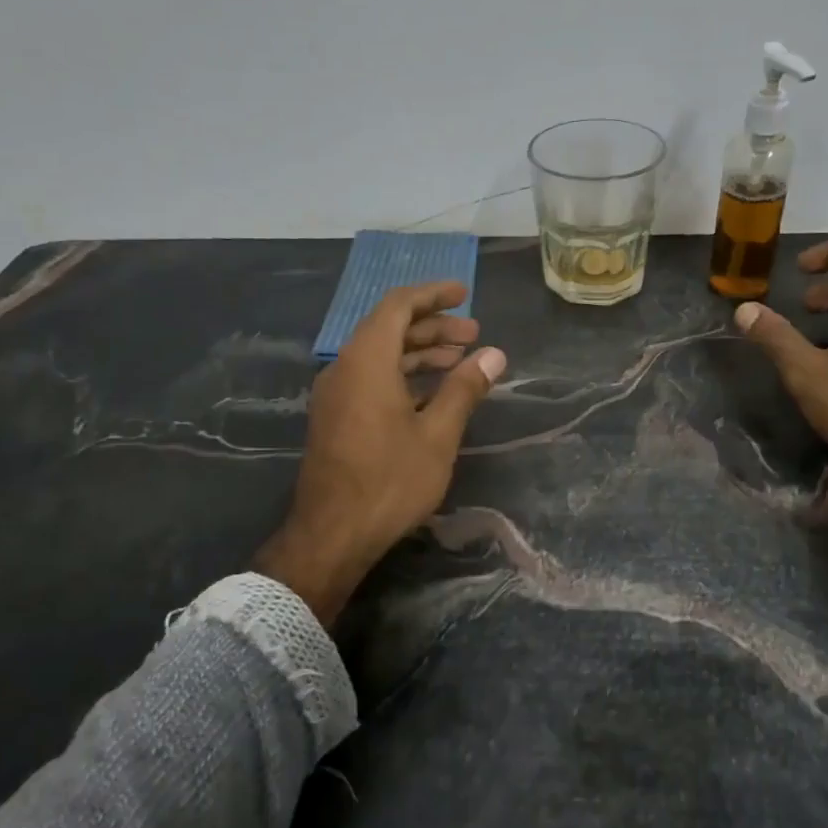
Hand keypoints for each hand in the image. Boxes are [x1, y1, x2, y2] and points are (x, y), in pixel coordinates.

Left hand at [255, 282, 506, 625]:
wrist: (332, 534)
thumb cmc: (390, 480)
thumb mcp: (437, 434)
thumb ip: (464, 388)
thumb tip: (494, 355)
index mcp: (366, 360)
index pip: (399, 306)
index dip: (433, 295)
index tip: (464, 294)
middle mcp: (345, 367)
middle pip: (390, 329)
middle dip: (433, 327)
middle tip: (474, 334)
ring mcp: (336, 394)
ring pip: (380, 355)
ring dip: (420, 353)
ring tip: (460, 360)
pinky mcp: (335, 417)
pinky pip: (371, 378)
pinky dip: (403, 375)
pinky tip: (432, 393)